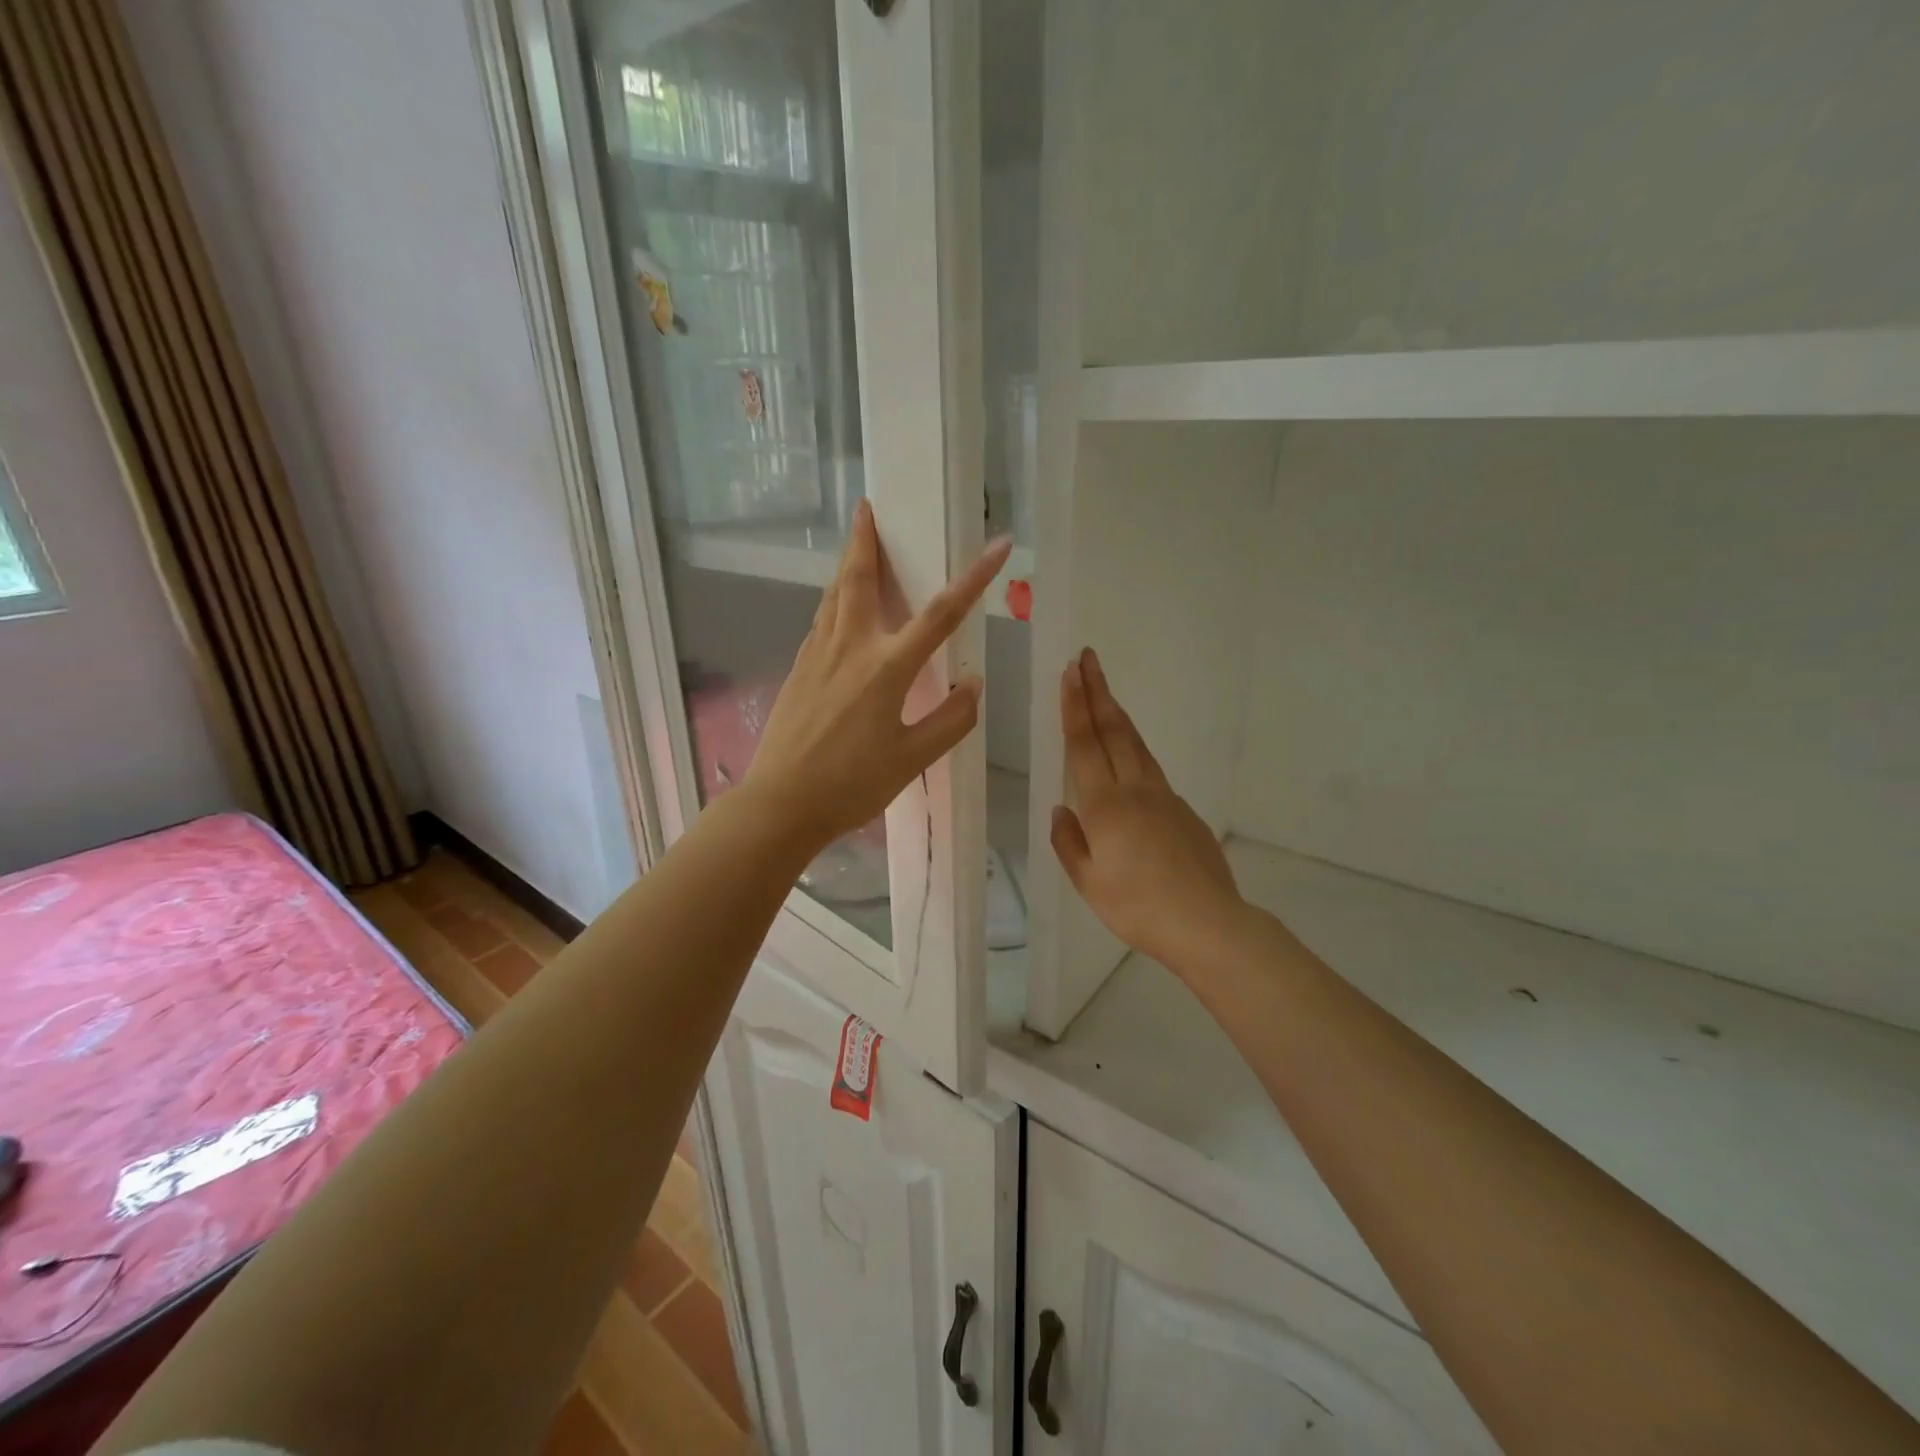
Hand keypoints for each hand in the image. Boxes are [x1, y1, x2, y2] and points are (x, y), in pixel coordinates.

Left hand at [746, 501, 1011, 850]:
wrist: (779, 804)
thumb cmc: (850, 785)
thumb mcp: (912, 760)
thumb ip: (950, 720)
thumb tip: (974, 683)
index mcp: (886, 668)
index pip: (940, 614)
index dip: (975, 577)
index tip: (999, 545)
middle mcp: (850, 648)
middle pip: (859, 580)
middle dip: (865, 540)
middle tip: (866, 507)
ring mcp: (817, 656)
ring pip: (833, 596)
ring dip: (847, 565)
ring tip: (854, 545)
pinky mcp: (797, 670)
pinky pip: (820, 621)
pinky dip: (833, 601)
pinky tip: (837, 609)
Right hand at [1050, 648, 1245, 969]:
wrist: (1207, 923)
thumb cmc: (1138, 907)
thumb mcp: (1088, 883)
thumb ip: (1069, 842)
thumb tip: (1061, 809)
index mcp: (1105, 806)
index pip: (1085, 744)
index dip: (1076, 706)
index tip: (1071, 671)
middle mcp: (1135, 790)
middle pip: (1114, 730)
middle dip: (1098, 692)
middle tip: (1088, 658)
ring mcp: (1164, 797)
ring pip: (1136, 745)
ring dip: (1117, 714)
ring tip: (1105, 692)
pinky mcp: (1184, 811)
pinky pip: (1151, 770)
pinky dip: (1135, 749)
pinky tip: (1129, 757)